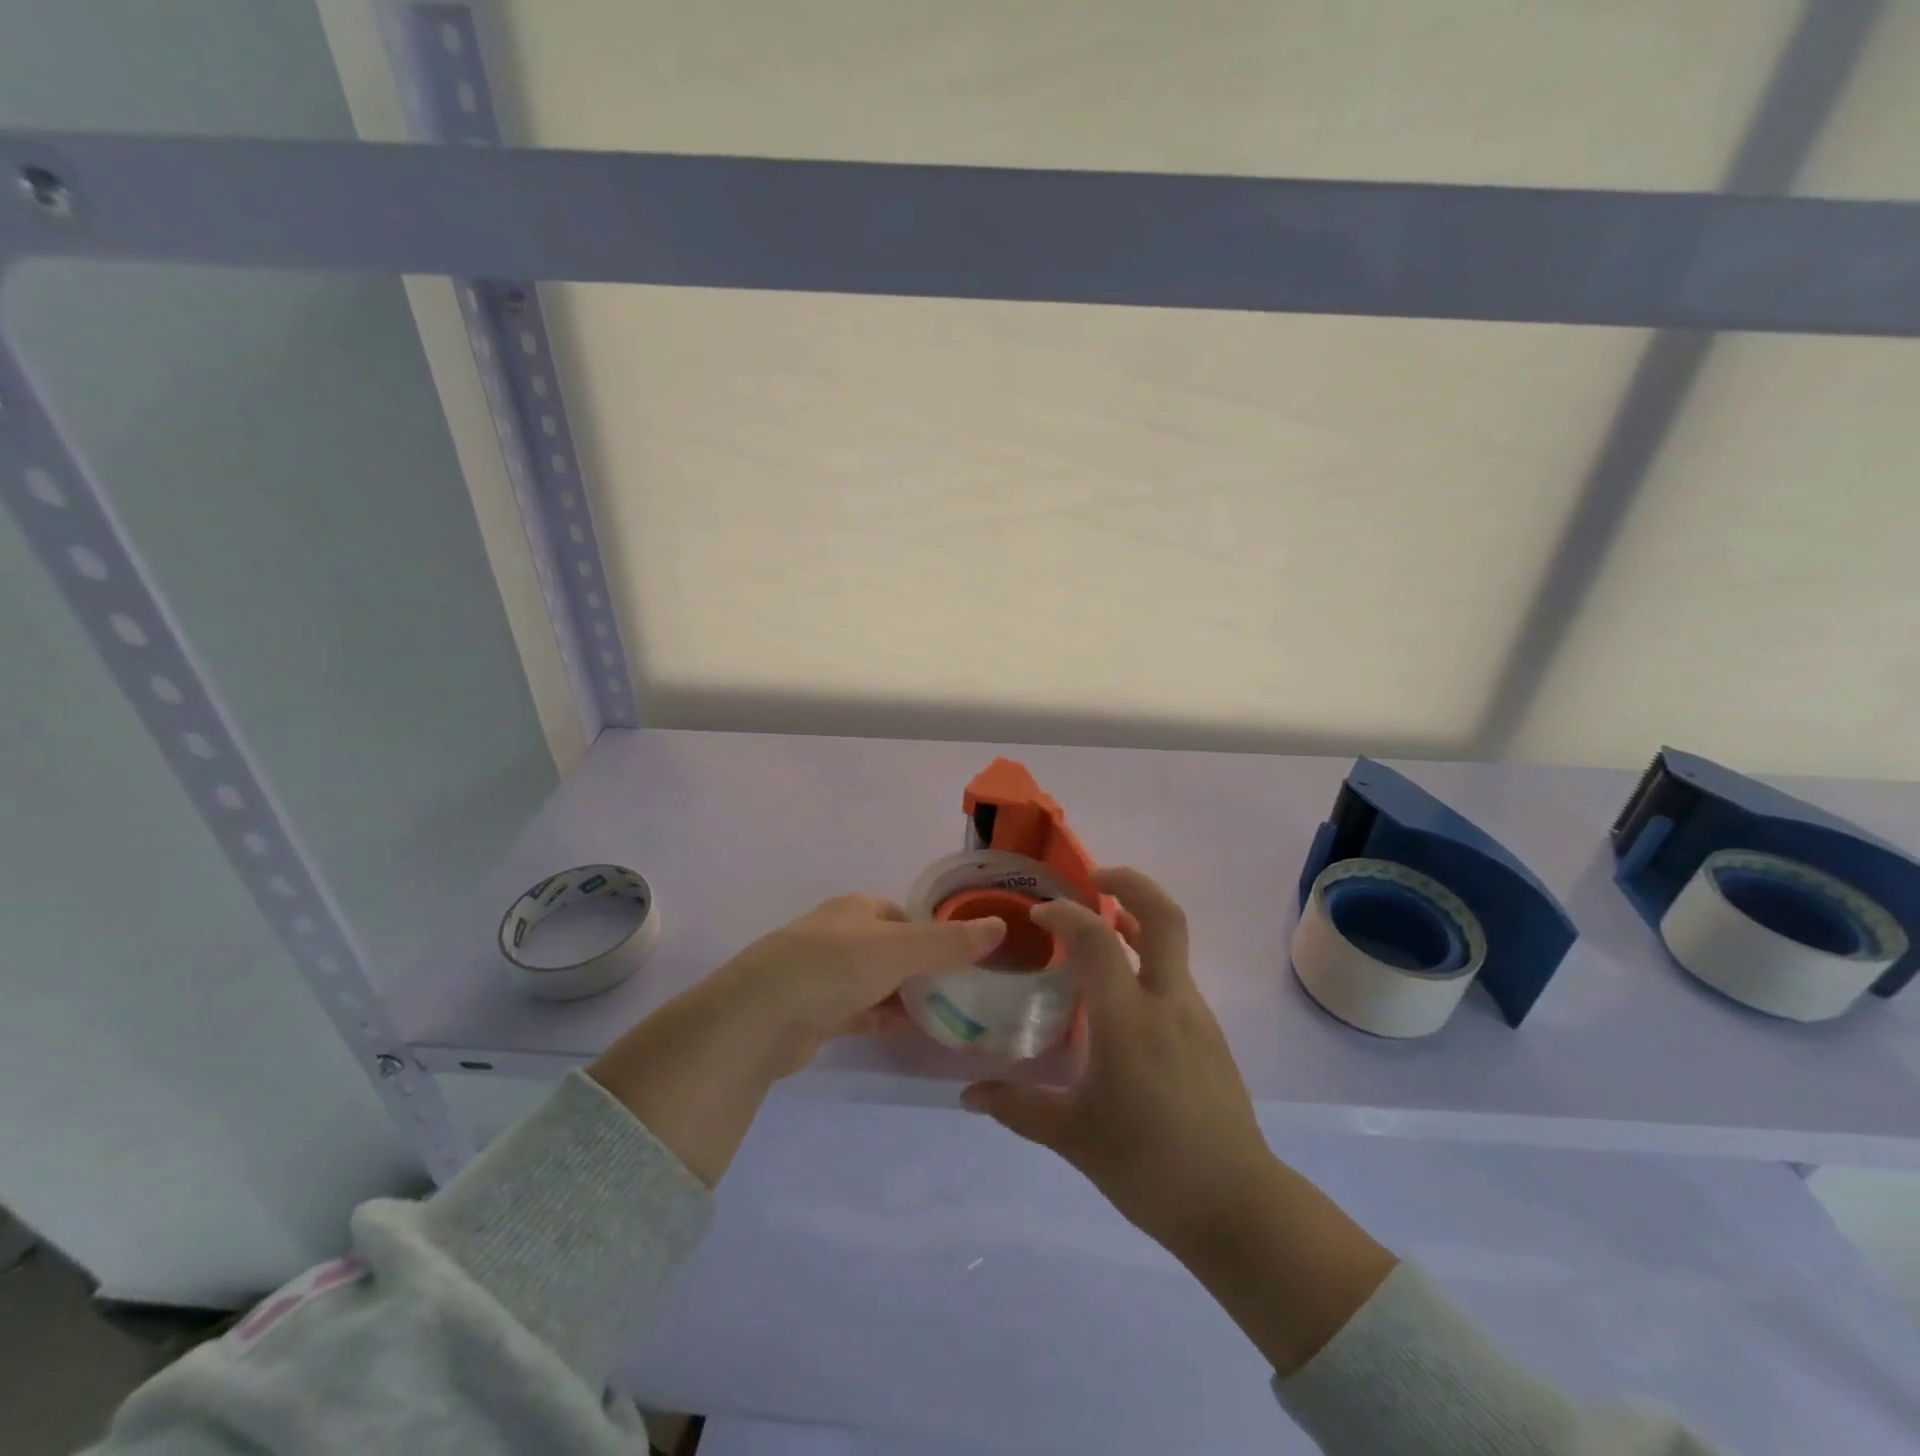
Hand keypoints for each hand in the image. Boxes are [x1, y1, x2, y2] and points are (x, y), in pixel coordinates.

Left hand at [702, 894, 1007, 1077]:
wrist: (763, 1015)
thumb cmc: (836, 966)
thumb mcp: (902, 949)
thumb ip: (950, 942)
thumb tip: (999, 926)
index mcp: (857, 909)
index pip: (904, 915)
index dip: (933, 933)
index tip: (963, 957)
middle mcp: (839, 935)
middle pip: (891, 948)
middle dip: (921, 968)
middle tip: (960, 990)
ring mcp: (823, 974)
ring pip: (875, 982)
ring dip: (903, 996)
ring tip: (944, 1015)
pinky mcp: (814, 1012)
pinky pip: (859, 1012)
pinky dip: (882, 1019)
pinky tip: (908, 1033)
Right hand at [964, 867, 1396, 1374]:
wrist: (1238, 1207)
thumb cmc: (1149, 1168)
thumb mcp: (1073, 1138)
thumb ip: (1017, 1108)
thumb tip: (969, 1093)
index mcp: (1130, 1022)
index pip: (1097, 939)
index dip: (1066, 914)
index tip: (1040, 915)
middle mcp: (1168, 1003)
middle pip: (1164, 915)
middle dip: (1129, 882)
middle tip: (1093, 879)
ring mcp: (1196, 1015)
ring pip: (1172, 944)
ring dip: (1137, 921)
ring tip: (1097, 932)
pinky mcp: (1209, 1032)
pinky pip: (1175, 976)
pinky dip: (1147, 960)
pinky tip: (1120, 996)